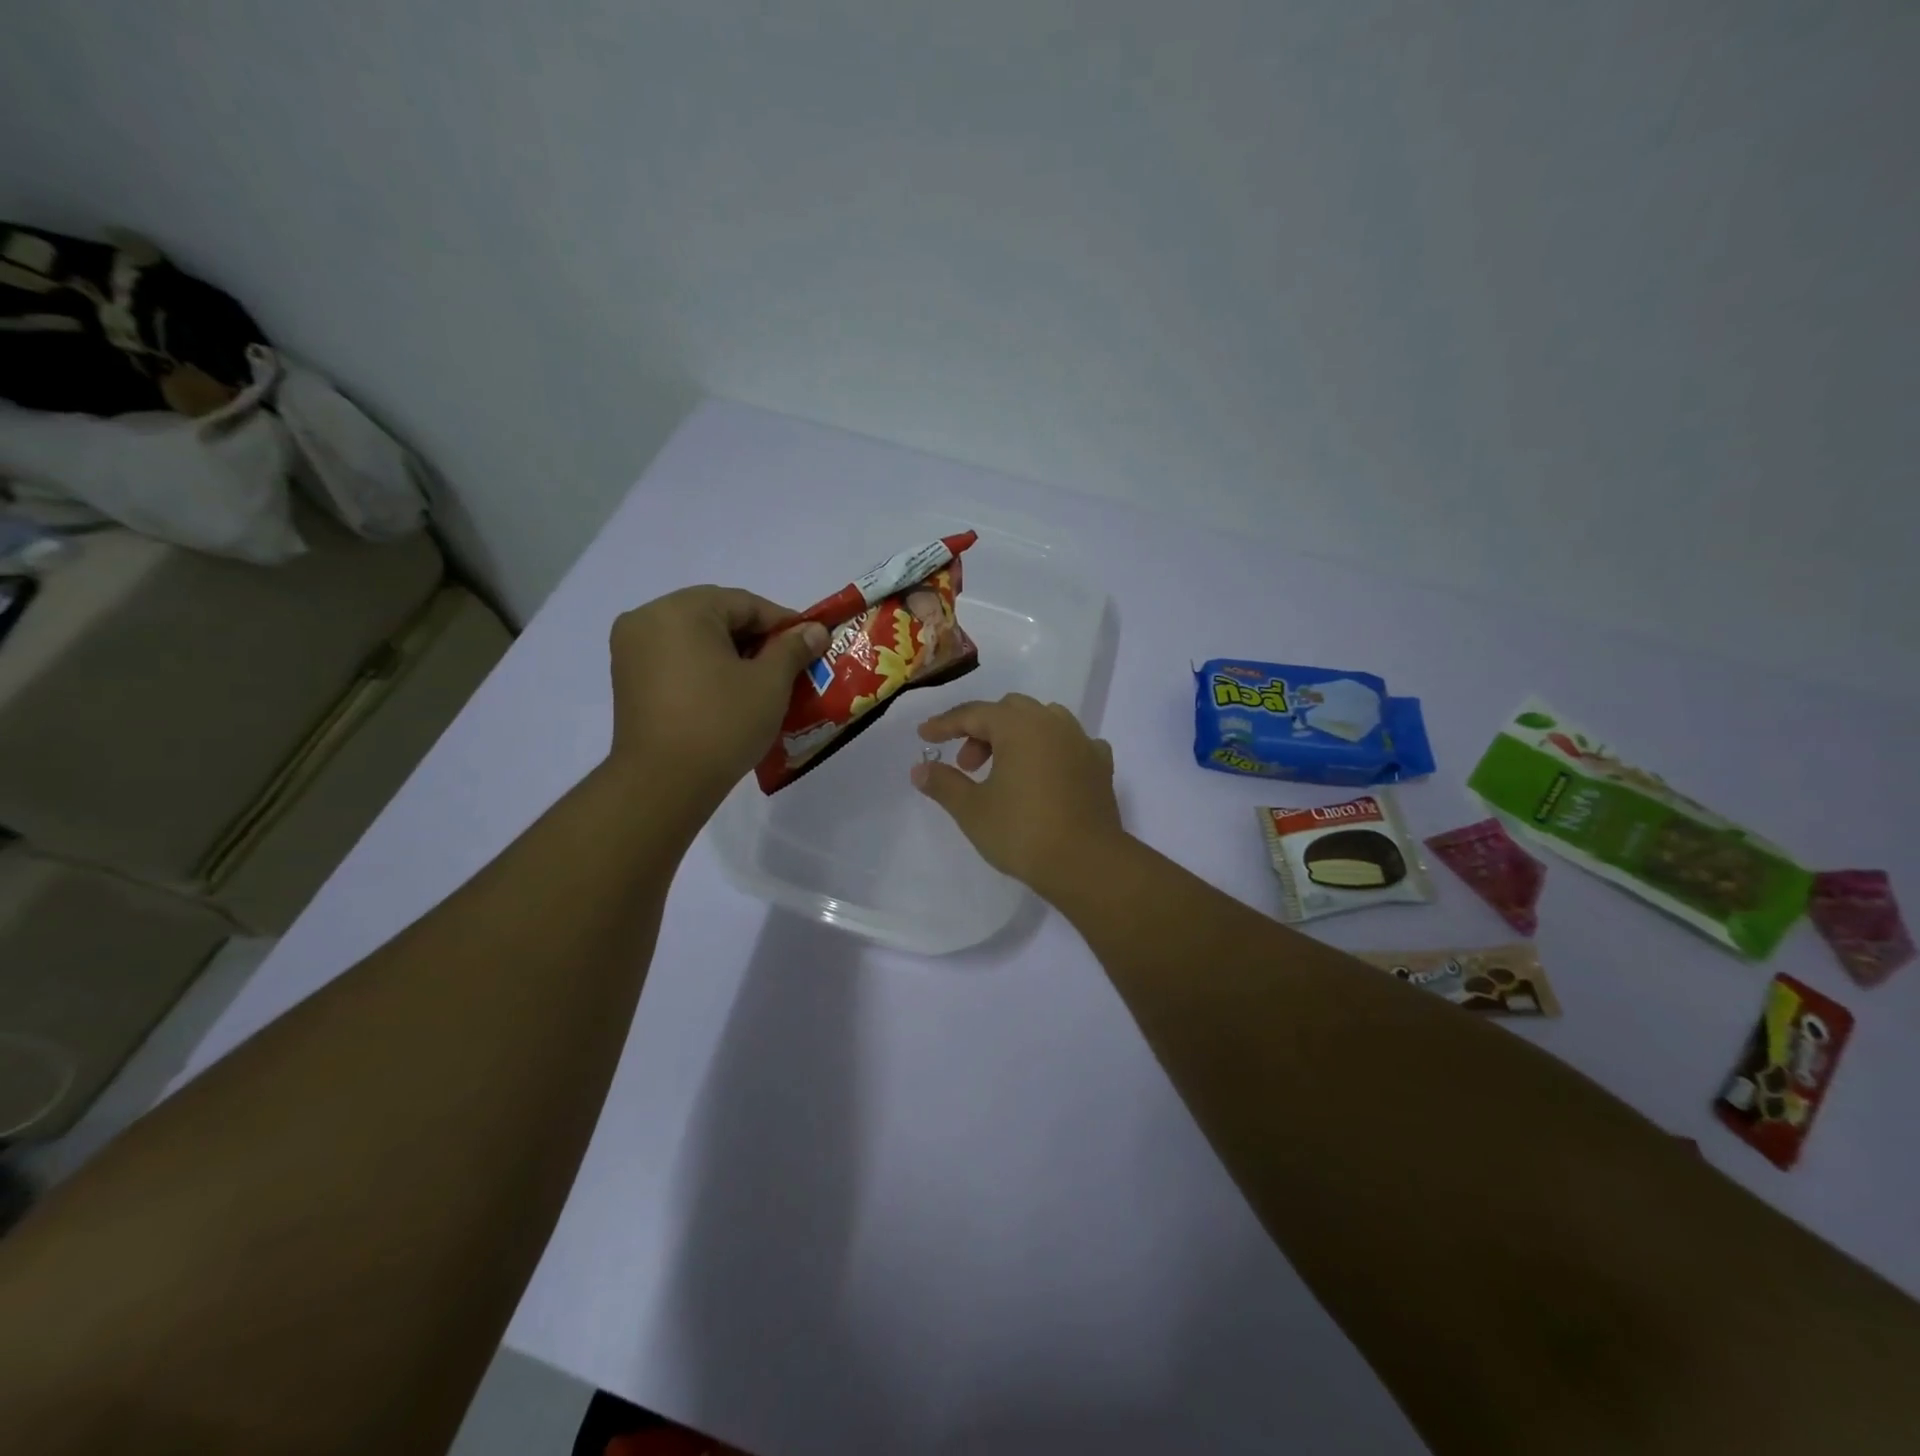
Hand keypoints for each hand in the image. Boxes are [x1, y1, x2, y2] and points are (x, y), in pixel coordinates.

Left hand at [607, 587, 826, 810]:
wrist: (663, 783)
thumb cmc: (721, 723)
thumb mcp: (769, 683)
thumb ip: (793, 648)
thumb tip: (815, 630)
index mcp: (681, 610)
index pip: (745, 603)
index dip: (784, 623)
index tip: (811, 645)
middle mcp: (648, 619)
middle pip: (716, 616)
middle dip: (756, 639)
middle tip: (789, 666)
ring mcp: (631, 649)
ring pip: (695, 638)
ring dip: (730, 653)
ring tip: (761, 682)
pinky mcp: (626, 679)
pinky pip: (675, 658)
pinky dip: (704, 668)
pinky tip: (728, 693)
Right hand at [912, 694, 1123, 895]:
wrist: (1086, 862)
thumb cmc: (1022, 832)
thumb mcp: (972, 810)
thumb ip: (943, 783)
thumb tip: (920, 769)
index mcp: (1018, 726)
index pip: (974, 713)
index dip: (945, 724)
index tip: (925, 736)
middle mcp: (1052, 723)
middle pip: (1009, 711)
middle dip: (982, 730)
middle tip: (967, 765)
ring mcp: (1081, 742)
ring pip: (1044, 720)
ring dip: (1017, 736)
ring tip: (1005, 768)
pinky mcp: (1100, 765)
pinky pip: (1071, 743)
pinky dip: (1052, 749)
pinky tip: (1047, 772)